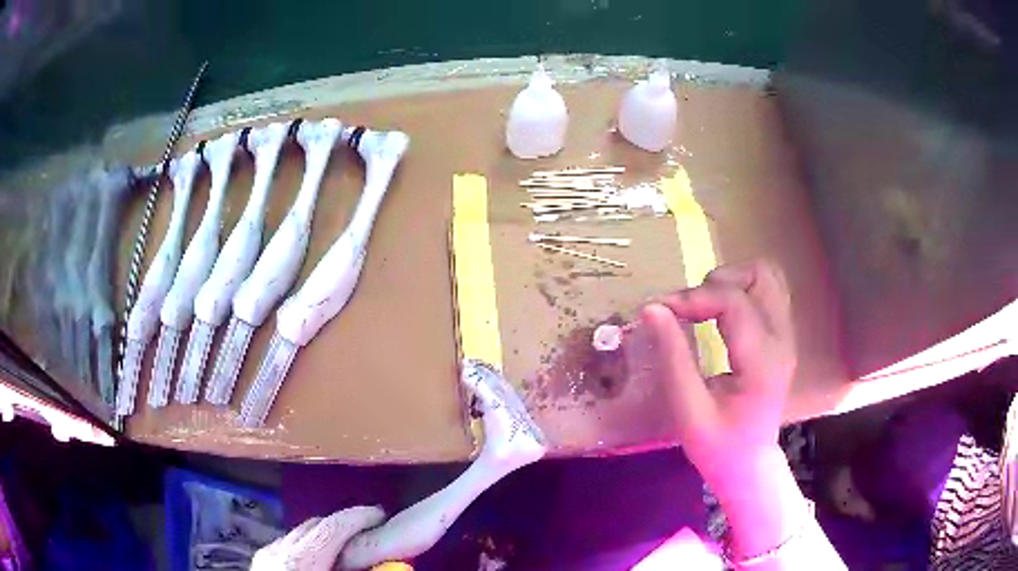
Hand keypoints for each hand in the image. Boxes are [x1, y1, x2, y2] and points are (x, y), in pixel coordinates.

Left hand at [251, 506, 384, 570]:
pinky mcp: (261, 561)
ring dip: (325, 536)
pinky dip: (308, 546)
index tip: (381, 515)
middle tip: (368, 533)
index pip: (333, 526)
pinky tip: (320, 563)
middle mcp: (280, 549)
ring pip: (300, 533)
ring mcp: (267, 553)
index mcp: (302, 560)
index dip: (359, 517)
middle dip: (343, 525)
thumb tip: (392, 564)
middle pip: (315, 523)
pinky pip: (288, 544)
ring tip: (346, 549)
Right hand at [635, 259, 795, 491]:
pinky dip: (740, 291)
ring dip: (731, 282)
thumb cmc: (718, 447)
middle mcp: (782, 340)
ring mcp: (786, 337)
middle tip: (688, 308)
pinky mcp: (781, 338)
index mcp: (763, 361)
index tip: (659, 309)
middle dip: (718, 281)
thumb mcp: (688, 411)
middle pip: (761, 275)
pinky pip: (766, 293)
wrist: (749, 465)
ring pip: (767, 278)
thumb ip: (673, 358)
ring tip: (703, 307)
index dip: (693, 297)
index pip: (733, 301)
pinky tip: (719, 315)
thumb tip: (652, 309)